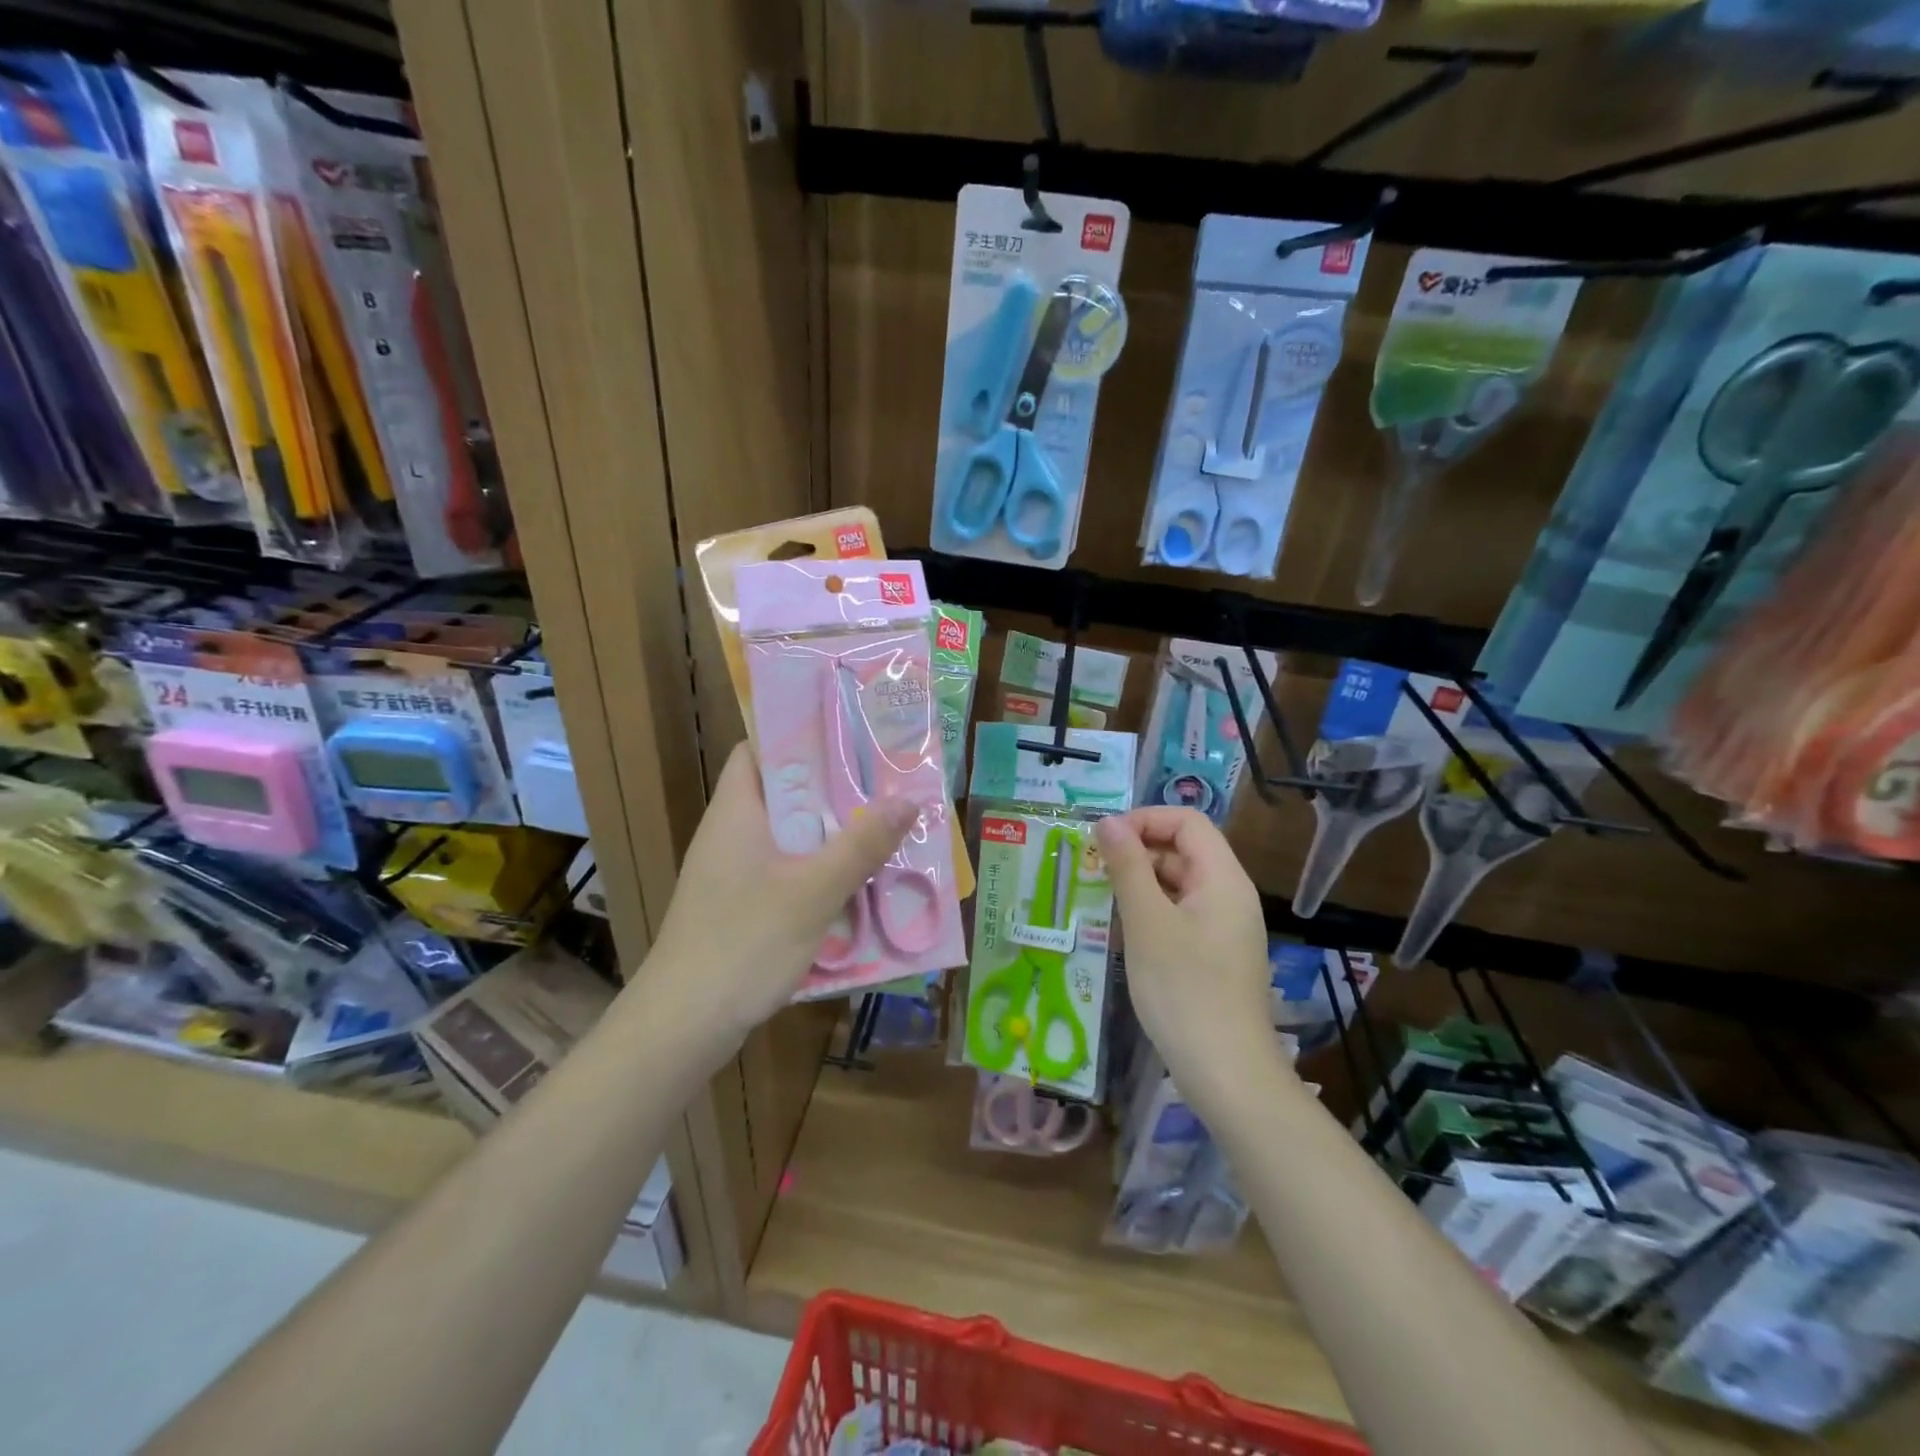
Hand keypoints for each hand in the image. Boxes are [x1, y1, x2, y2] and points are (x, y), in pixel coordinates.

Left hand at [642, 742, 916, 1057]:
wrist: (682, 1025)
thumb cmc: (744, 943)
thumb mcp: (813, 891)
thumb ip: (861, 845)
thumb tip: (908, 799)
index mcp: (736, 812)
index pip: (758, 750)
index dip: (799, 736)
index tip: (849, 736)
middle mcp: (730, 834)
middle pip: (784, 794)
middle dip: (833, 790)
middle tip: (885, 785)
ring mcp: (732, 873)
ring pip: (789, 837)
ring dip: (832, 835)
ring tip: (882, 830)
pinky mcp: (738, 907)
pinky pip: (785, 873)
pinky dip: (818, 871)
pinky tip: (855, 886)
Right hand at [1096, 807, 1279, 1092]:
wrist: (1226, 1073)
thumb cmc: (1183, 990)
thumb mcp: (1147, 922)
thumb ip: (1127, 866)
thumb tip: (1108, 821)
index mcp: (1223, 878)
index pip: (1187, 822)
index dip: (1145, 820)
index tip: (1103, 839)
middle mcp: (1229, 895)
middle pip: (1183, 850)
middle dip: (1137, 851)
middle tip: (1092, 871)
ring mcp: (1224, 927)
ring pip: (1179, 884)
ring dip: (1140, 883)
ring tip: (1100, 901)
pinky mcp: (1214, 954)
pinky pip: (1180, 914)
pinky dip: (1150, 912)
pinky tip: (1121, 933)